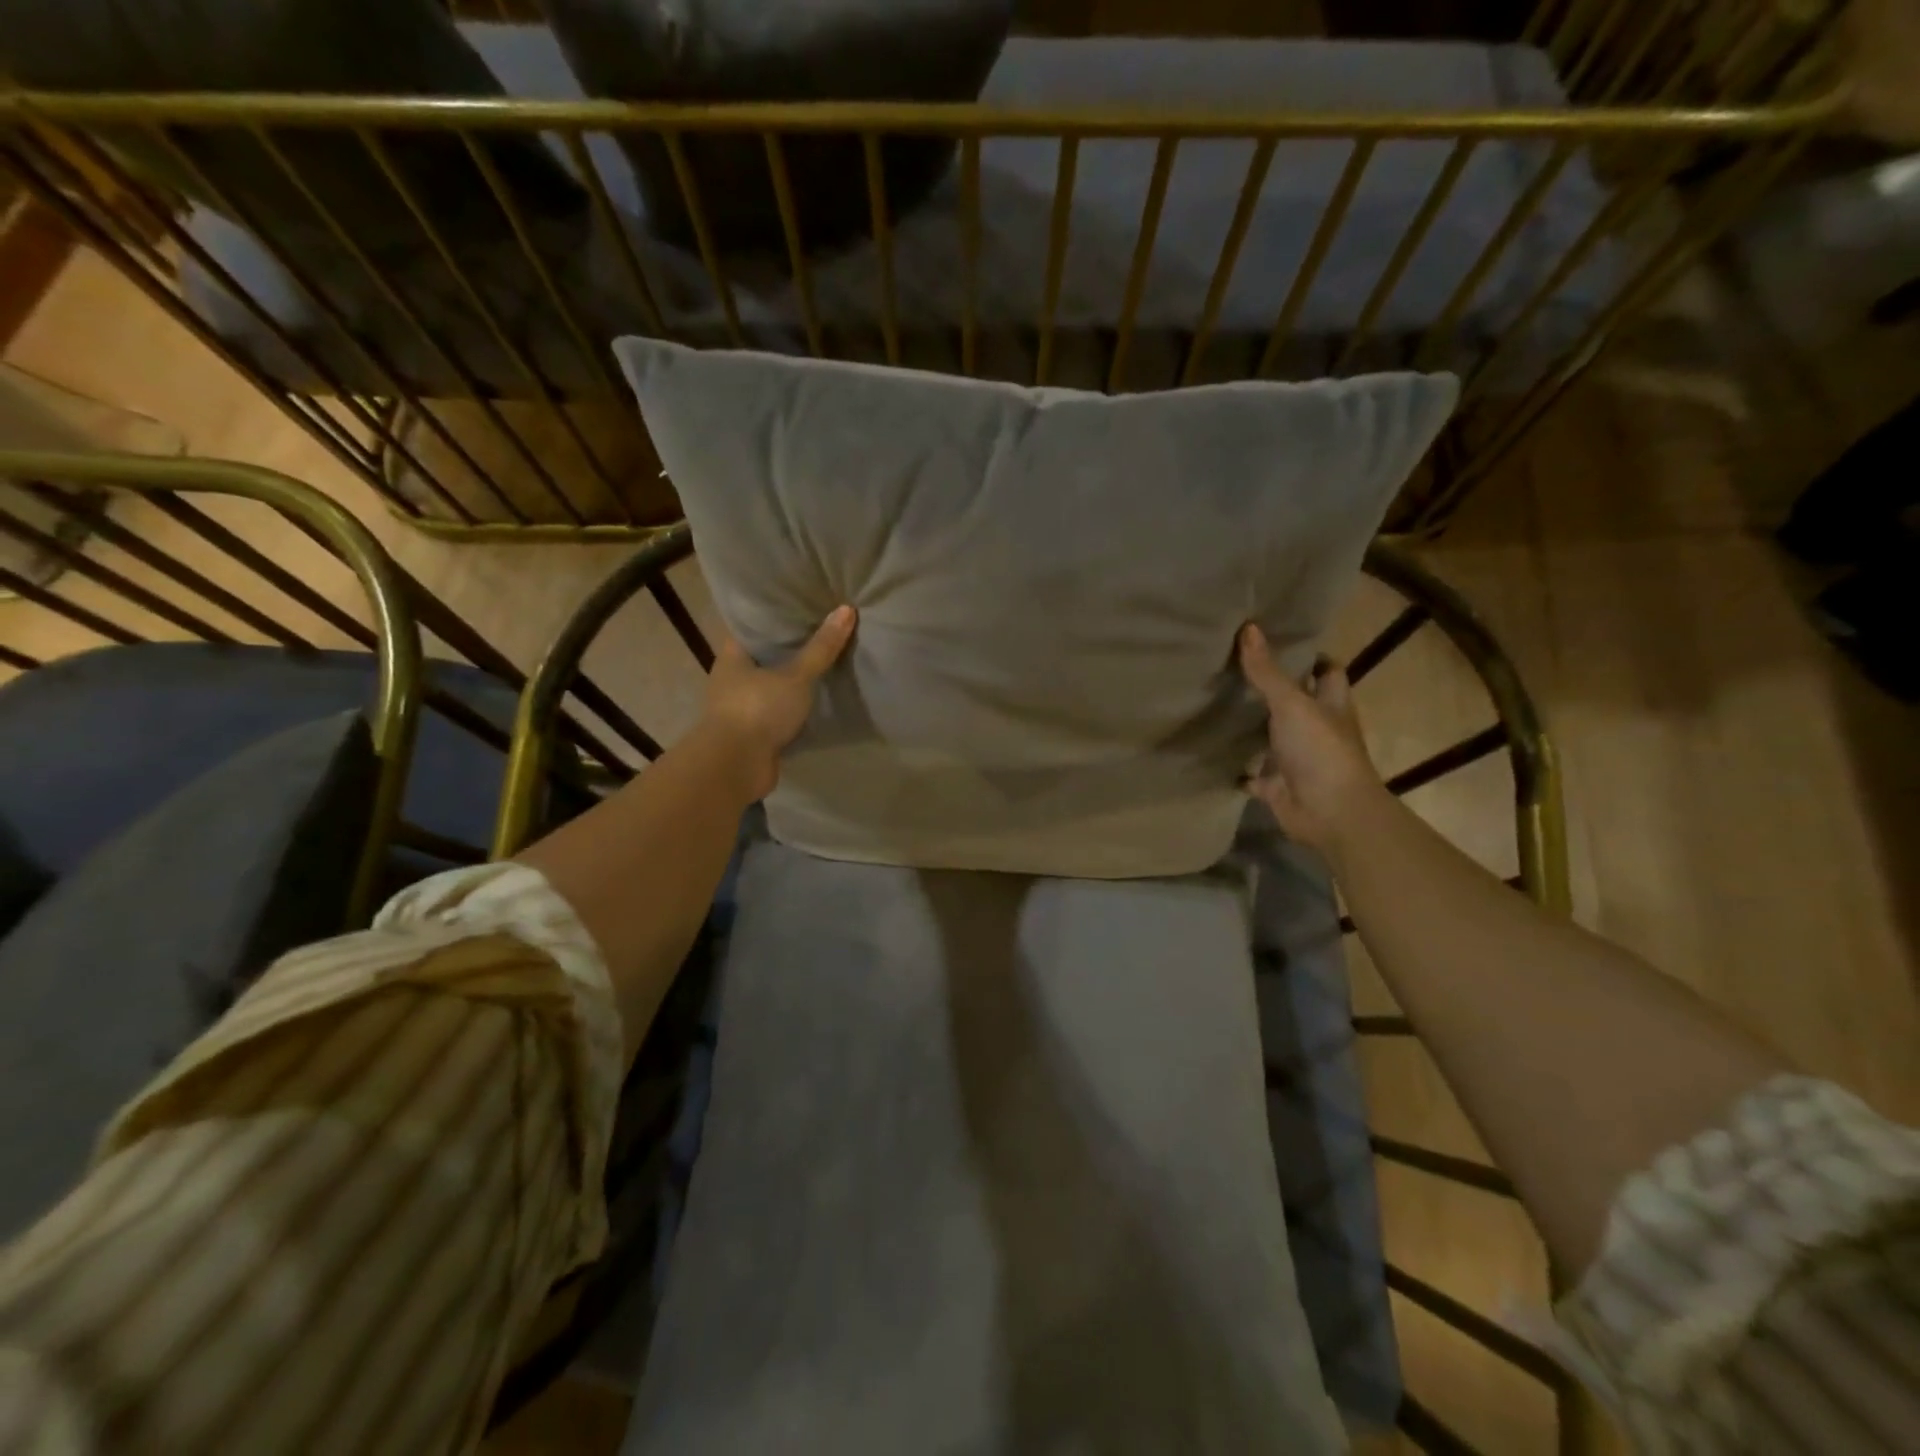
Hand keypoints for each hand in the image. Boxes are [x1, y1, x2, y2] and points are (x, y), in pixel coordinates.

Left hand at [699, 606, 855, 800]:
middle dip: (789, 649)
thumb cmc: (758, 709)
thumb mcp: (795, 676)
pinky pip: (778, 713)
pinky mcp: (753, 733)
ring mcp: (741, 708)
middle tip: (822, 632)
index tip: (802, 606)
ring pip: (772, 686)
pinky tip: (817, 701)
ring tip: (825, 664)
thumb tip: (846, 609)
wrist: (735, 766)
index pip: (753, 627)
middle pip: (764, 657)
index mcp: (732, 656)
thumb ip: (821, 648)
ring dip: (792, 682)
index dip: (776, 617)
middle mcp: (732, 679)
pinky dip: (794, 709)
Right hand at [1238, 623, 1385, 853]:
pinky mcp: (1276, 785)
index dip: (1310, 657)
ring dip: (1252, 728)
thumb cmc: (1321, 751)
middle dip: (1271, 690)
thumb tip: (1248, 627)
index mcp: (1330, 705)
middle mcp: (1316, 729)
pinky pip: (1252, 774)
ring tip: (1217, 704)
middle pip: (1295, 703)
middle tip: (1235, 668)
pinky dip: (1237, 768)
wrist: (1330, 813)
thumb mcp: (1291, 704)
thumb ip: (1267, 671)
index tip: (1279, 642)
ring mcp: (1296, 759)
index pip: (1326, 672)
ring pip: (1272, 737)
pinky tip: (1214, 753)